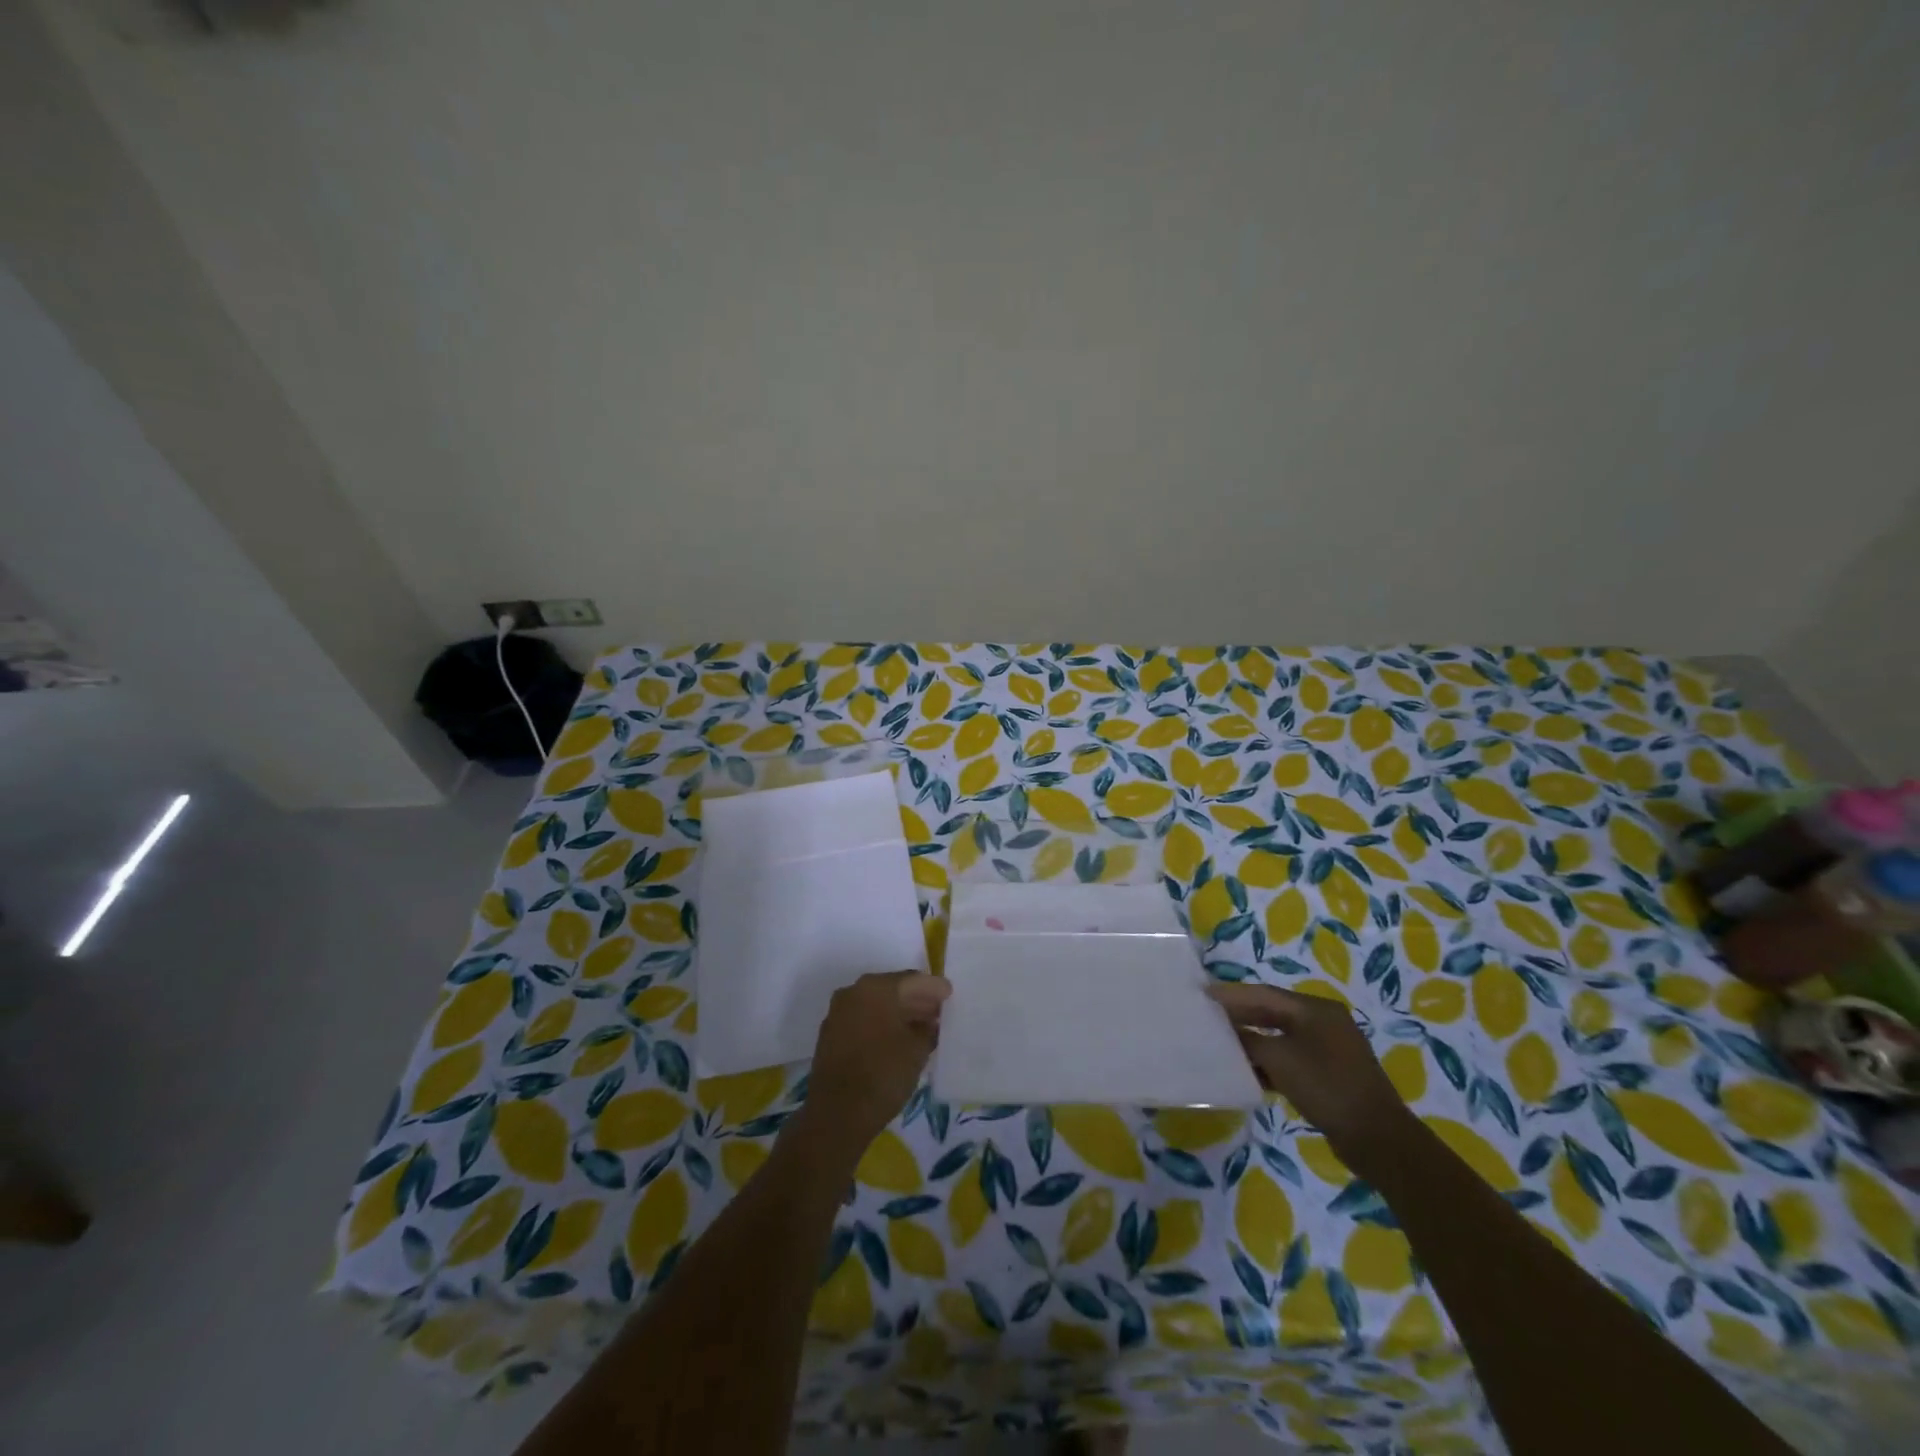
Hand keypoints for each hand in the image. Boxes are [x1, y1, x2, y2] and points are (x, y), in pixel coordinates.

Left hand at [794, 972, 950, 1163]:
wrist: (837, 1114)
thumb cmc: (883, 1074)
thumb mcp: (917, 1050)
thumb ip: (928, 1029)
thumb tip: (929, 1023)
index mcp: (875, 988)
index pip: (912, 980)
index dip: (933, 988)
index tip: (949, 994)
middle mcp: (853, 992)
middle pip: (892, 990)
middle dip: (916, 1000)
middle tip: (939, 1011)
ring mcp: (838, 1013)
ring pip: (876, 1006)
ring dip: (899, 1013)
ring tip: (923, 1027)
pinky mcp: (831, 1035)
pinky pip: (863, 1020)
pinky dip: (882, 1025)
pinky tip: (899, 1040)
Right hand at [1207, 983, 1413, 1162]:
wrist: (1378, 1140)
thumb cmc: (1327, 1088)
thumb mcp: (1280, 1059)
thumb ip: (1249, 1040)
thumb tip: (1228, 1031)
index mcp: (1316, 1009)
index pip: (1264, 993)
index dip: (1232, 994)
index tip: (1202, 993)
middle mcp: (1324, 1022)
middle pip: (1273, 1011)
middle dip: (1241, 1015)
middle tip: (1207, 1015)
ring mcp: (1330, 1048)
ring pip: (1280, 1035)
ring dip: (1253, 1039)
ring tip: (1221, 1042)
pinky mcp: (1330, 1073)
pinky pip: (1291, 1056)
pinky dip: (1269, 1060)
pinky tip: (1249, 1070)